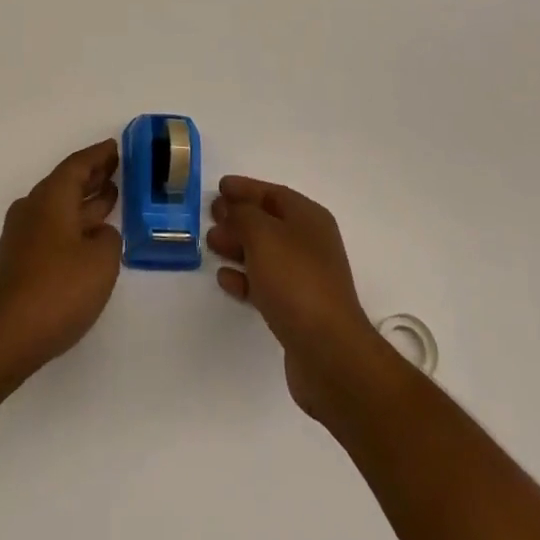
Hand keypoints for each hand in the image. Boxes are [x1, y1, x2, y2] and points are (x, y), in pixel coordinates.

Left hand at [0, 139, 122, 383]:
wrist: (5, 337)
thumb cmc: (58, 290)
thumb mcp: (102, 261)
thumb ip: (110, 238)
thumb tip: (100, 234)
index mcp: (51, 197)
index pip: (78, 164)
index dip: (99, 155)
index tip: (117, 146)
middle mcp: (33, 207)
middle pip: (67, 182)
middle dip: (93, 175)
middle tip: (119, 169)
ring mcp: (23, 234)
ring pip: (60, 206)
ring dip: (85, 201)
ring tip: (112, 198)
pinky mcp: (20, 260)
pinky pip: (53, 227)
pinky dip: (75, 223)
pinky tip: (91, 237)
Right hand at [209, 175, 387, 427]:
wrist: (328, 352)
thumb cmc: (295, 281)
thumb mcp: (263, 235)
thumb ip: (243, 215)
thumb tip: (234, 210)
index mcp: (309, 218)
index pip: (273, 193)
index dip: (246, 188)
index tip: (219, 186)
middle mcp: (310, 243)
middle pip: (268, 222)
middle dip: (238, 217)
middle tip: (211, 216)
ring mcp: (305, 278)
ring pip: (265, 253)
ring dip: (238, 246)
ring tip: (211, 244)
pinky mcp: (297, 309)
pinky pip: (266, 283)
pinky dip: (244, 278)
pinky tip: (225, 279)